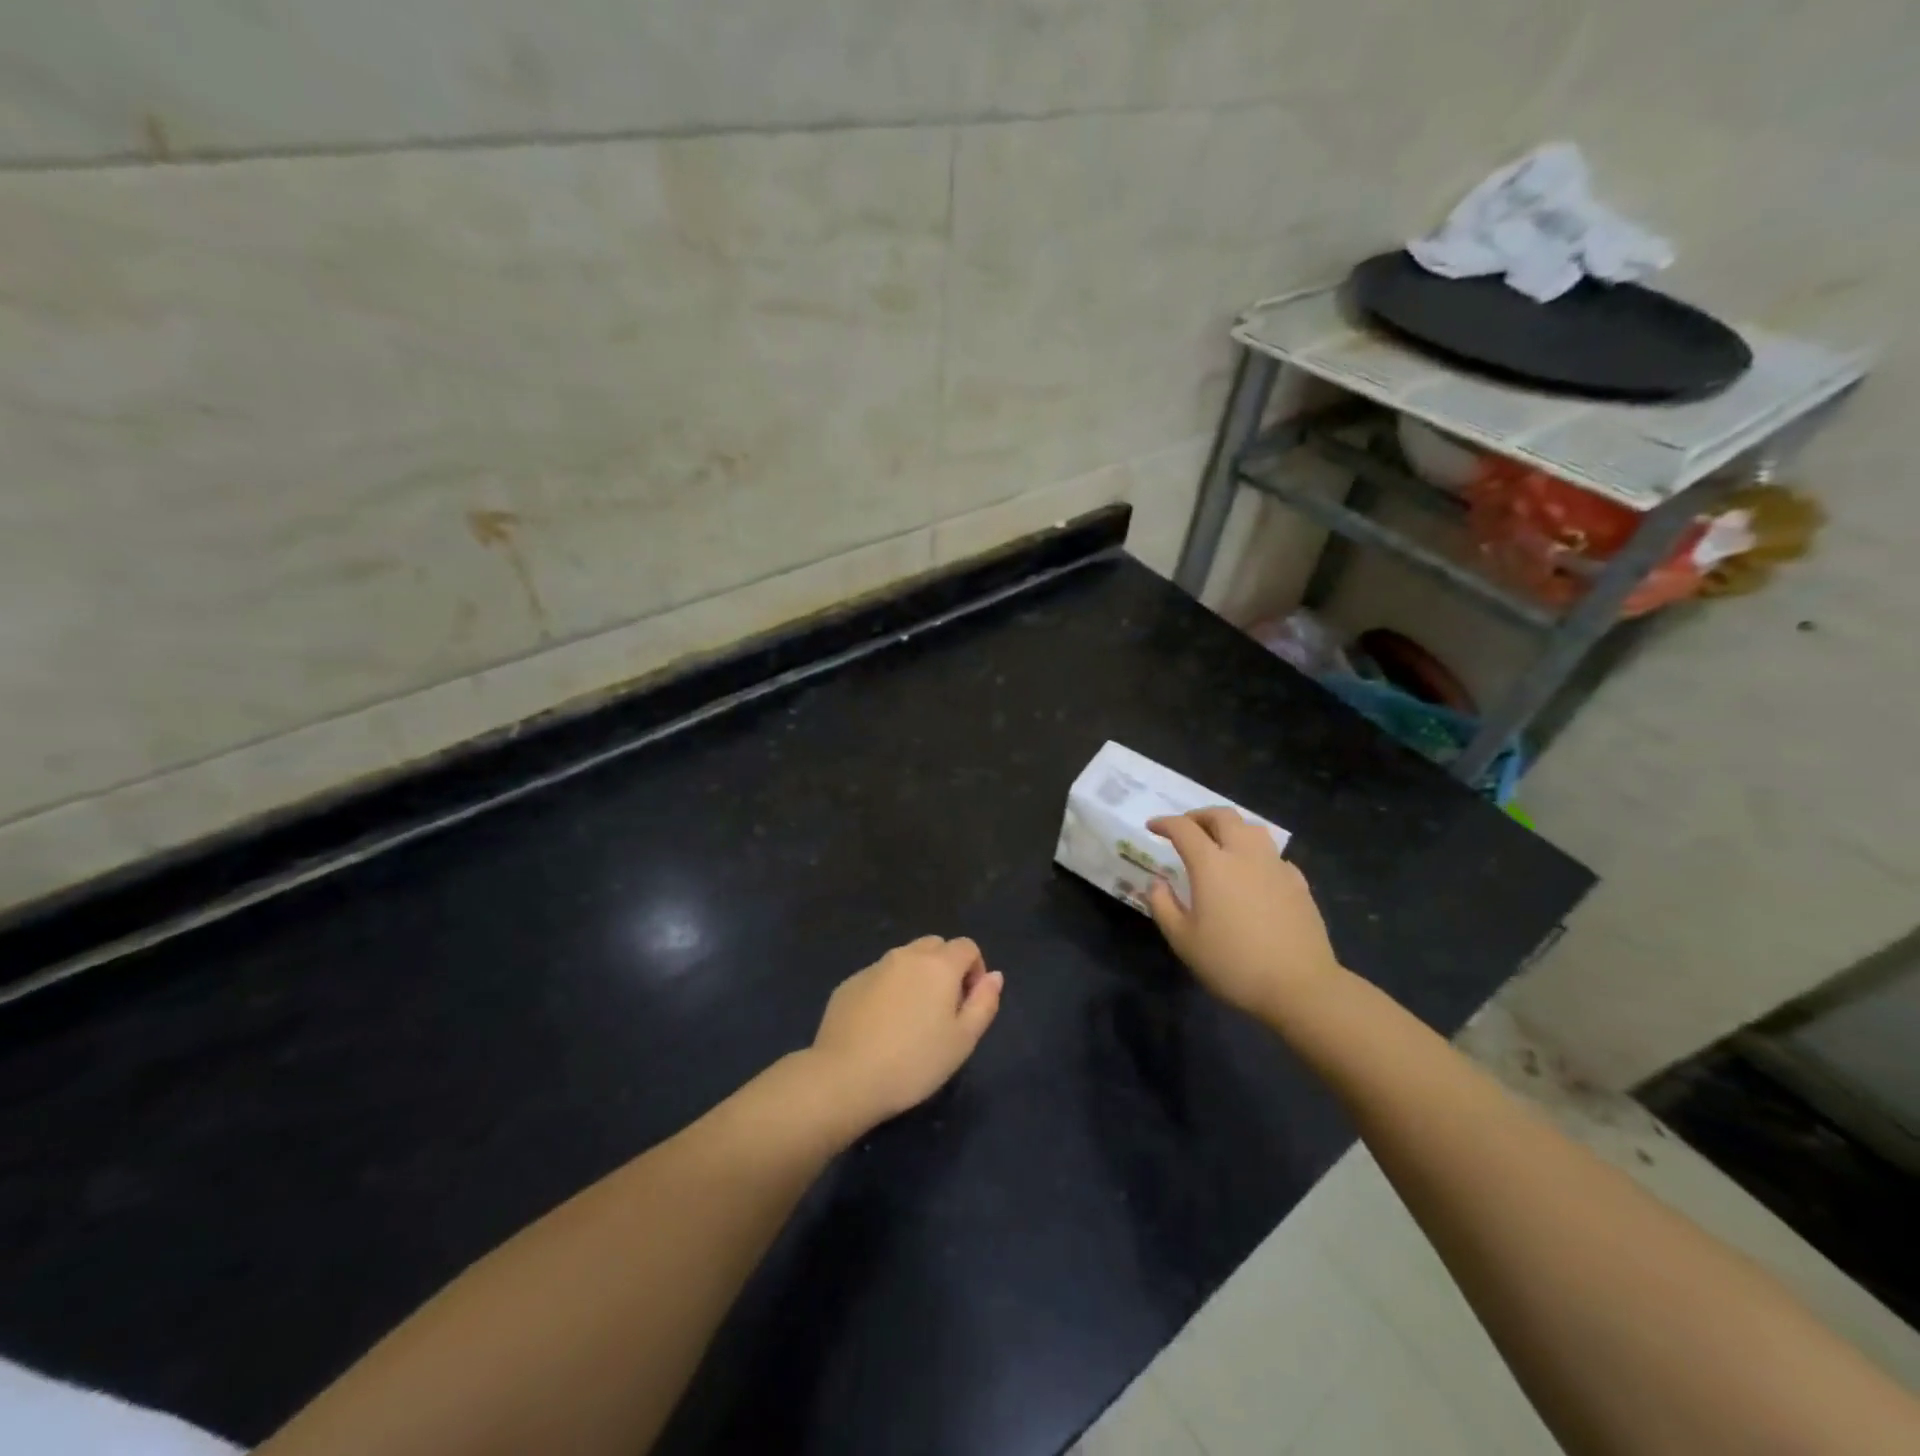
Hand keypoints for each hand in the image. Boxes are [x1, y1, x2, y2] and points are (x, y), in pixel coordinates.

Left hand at [807, 936, 1003, 1129]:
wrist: (845, 1077)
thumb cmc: (914, 1062)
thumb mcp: (963, 1040)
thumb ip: (984, 1003)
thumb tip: (994, 976)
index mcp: (938, 965)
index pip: (967, 946)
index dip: (975, 970)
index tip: (968, 1004)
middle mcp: (906, 956)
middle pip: (935, 946)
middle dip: (946, 968)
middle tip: (943, 1010)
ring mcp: (874, 967)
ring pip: (905, 960)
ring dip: (916, 978)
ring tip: (911, 1021)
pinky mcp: (849, 983)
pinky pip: (879, 977)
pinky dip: (888, 991)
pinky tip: (881, 1027)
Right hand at [1146, 809, 1343, 1023]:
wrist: (1299, 986)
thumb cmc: (1232, 963)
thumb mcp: (1183, 940)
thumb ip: (1163, 905)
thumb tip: (1157, 882)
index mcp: (1211, 864)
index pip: (1184, 829)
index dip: (1165, 823)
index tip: (1152, 826)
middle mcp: (1244, 854)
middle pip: (1222, 816)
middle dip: (1199, 816)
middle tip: (1186, 828)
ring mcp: (1276, 866)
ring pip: (1252, 828)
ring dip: (1231, 826)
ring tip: (1220, 841)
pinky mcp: (1298, 882)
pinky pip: (1273, 854)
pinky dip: (1256, 852)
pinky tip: (1253, 872)